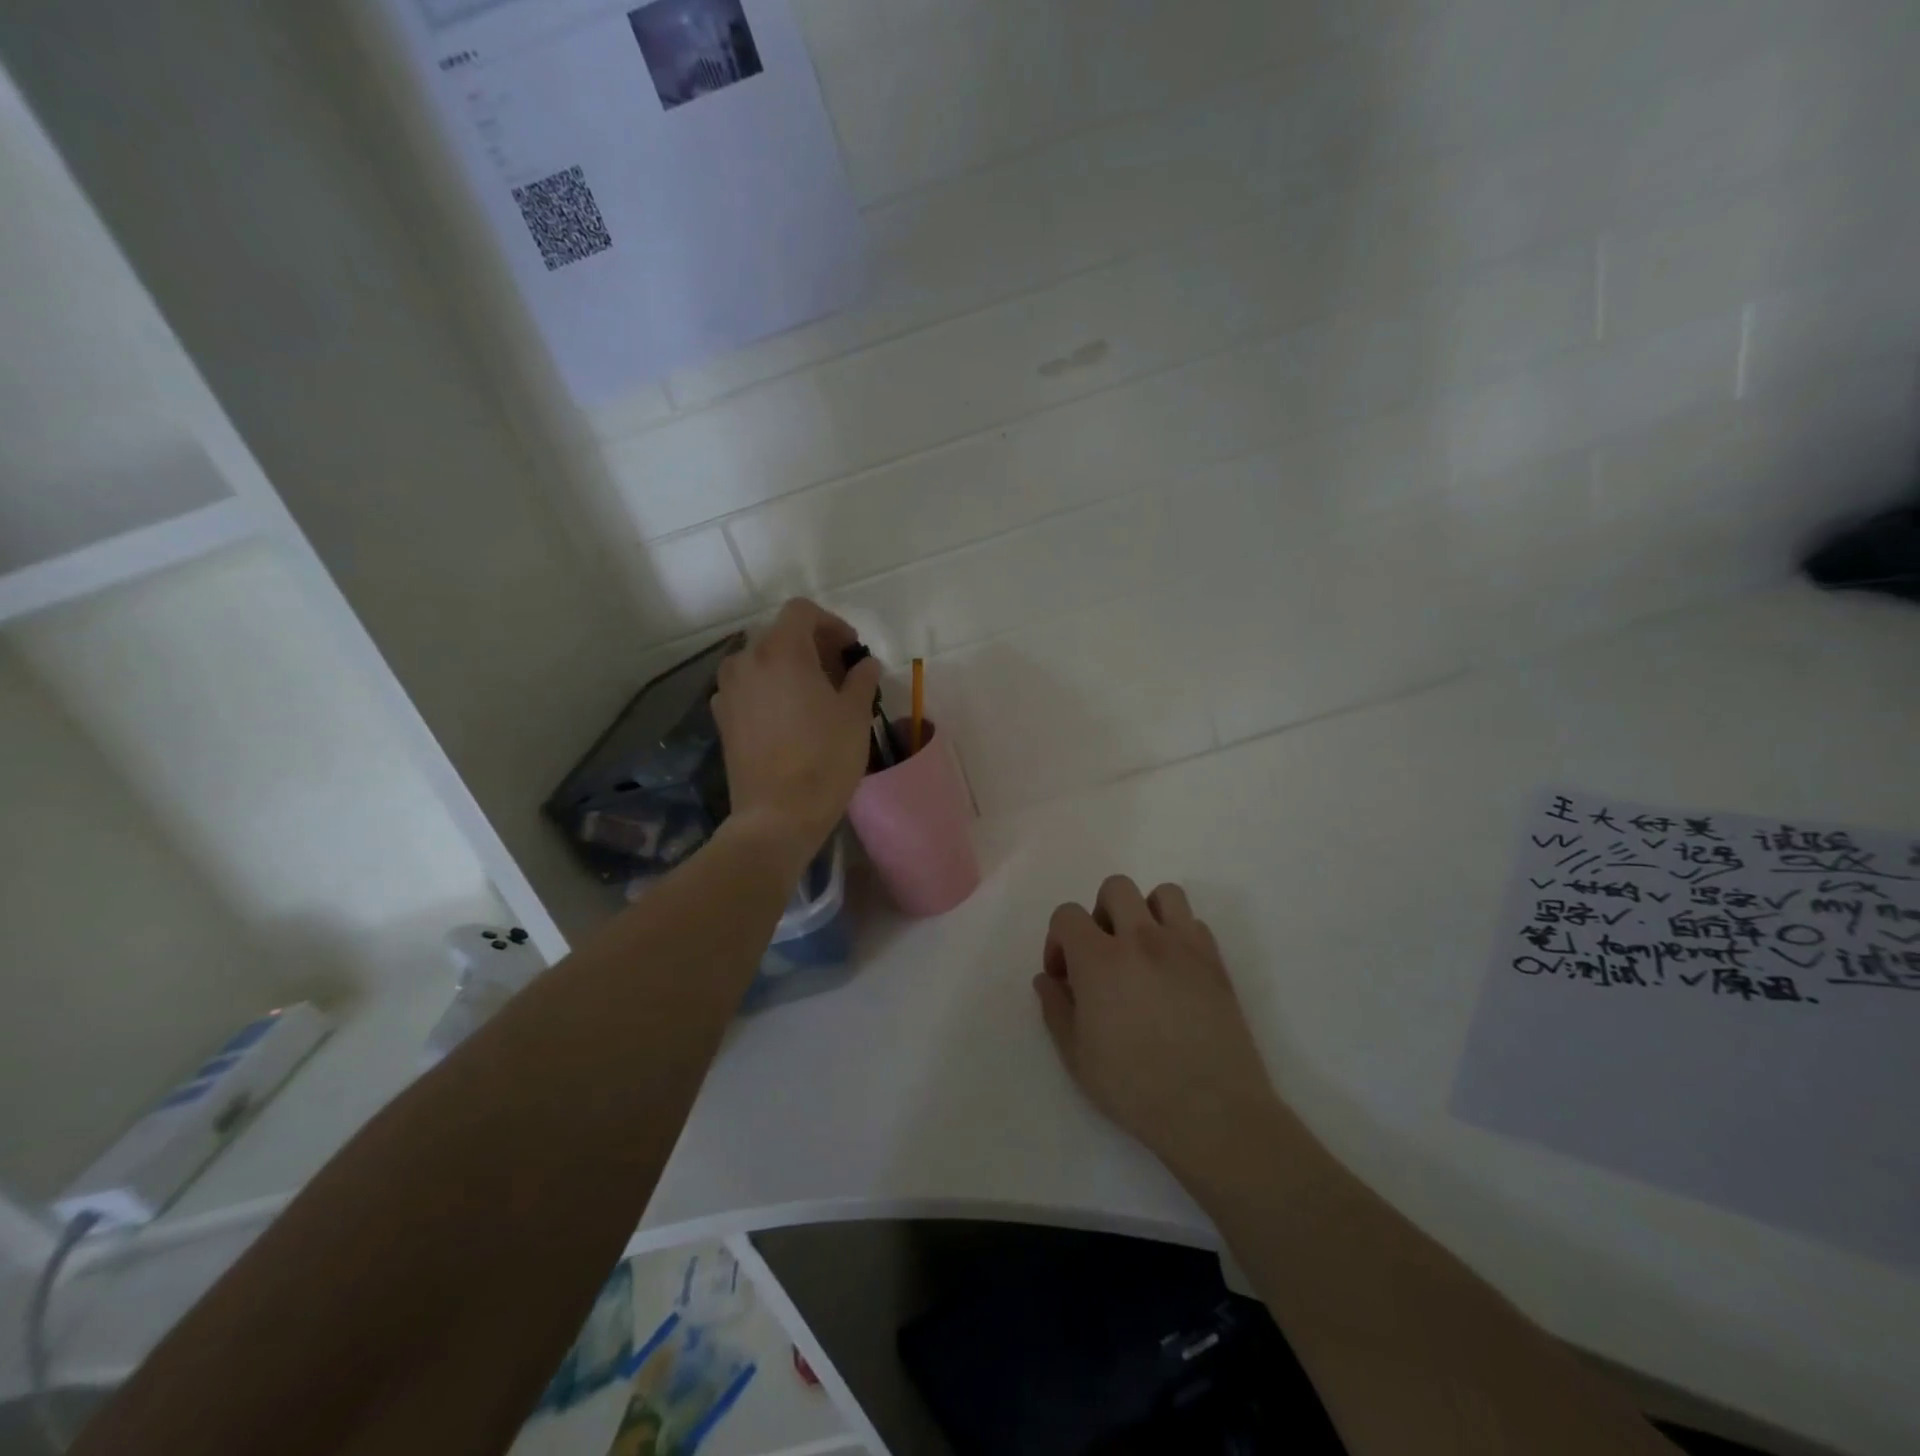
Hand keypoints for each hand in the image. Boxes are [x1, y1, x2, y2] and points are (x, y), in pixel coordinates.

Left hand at [712, 599, 881, 862]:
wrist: (777, 815)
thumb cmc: (824, 760)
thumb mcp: (855, 716)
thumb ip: (861, 679)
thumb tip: (865, 664)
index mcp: (782, 651)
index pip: (802, 612)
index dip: (831, 623)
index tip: (851, 650)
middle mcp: (747, 661)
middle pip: (781, 634)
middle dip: (812, 646)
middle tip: (840, 674)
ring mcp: (728, 690)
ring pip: (762, 661)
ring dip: (790, 667)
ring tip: (815, 696)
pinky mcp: (722, 717)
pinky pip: (748, 687)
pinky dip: (770, 689)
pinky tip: (789, 717)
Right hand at [1034, 876, 1280, 1182]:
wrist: (1211, 1110)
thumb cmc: (1134, 1087)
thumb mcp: (1076, 1055)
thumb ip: (1055, 1008)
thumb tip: (1047, 979)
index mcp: (1099, 959)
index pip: (1067, 915)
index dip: (1057, 940)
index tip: (1064, 976)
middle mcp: (1141, 939)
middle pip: (1115, 888)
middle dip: (1100, 914)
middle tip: (1102, 955)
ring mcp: (1183, 946)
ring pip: (1162, 893)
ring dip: (1145, 912)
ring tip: (1142, 951)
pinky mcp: (1215, 961)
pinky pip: (1194, 923)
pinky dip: (1178, 934)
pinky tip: (1174, 971)